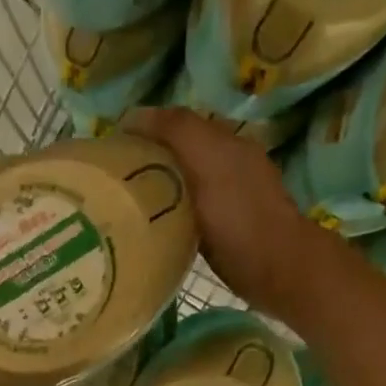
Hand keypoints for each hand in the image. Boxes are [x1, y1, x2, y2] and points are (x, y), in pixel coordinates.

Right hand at [125, 107, 321, 320]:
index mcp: (224, 142)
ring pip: (182, 184)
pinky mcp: (223, 232)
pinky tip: (153, 227)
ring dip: (156, 189)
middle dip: (146, 160)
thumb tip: (133, 115)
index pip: (175, 124)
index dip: (143, 131)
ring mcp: (227, 200)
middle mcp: (227, 165)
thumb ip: (177, 131)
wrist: (276, 269)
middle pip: (178, 154)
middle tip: (110, 180)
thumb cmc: (239, 216)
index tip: (109, 150)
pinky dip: (168, 214)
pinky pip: (187, 213)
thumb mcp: (208, 161)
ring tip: (124, 204)